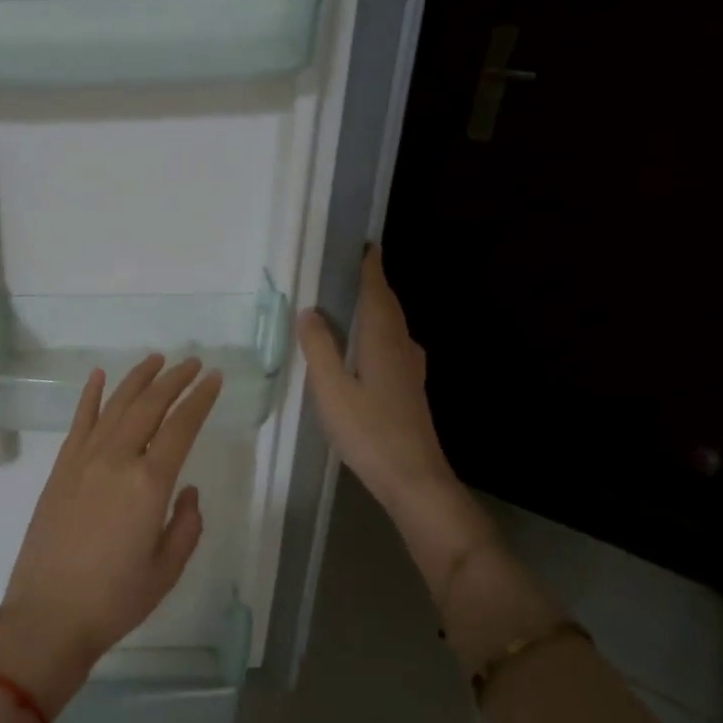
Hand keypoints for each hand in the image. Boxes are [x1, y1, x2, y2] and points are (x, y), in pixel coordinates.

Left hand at [0, 354, 223, 717]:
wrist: (49, 615)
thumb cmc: (115, 600)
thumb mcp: (167, 570)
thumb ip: (186, 525)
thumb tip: (186, 490)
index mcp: (149, 484)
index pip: (181, 428)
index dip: (200, 400)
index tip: (213, 379)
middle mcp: (116, 460)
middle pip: (149, 406)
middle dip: (173, 380)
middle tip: (192, 363)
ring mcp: (83, 461)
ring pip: (115, 406)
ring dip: (137, 379)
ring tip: (156, 360)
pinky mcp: (60, 469)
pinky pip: (78, 423)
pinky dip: (90, 396)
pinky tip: (99, 376)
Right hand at [297, 246, 488, 577]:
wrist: (413, 477)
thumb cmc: (368, 430)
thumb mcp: (331, 389)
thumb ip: (319, 348)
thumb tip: (309, 311)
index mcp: (382, 341)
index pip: (377, 293)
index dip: (370, 268)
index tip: (365, 245)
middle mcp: (402, 348)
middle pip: (389, 307)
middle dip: (374, 284)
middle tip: (353, 268)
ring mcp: (410, 370)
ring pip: (393, 327)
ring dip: (377, 308)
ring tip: (354, 301)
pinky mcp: (410, 389)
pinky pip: (393, 345)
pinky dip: (379, 331)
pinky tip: (368, 346)